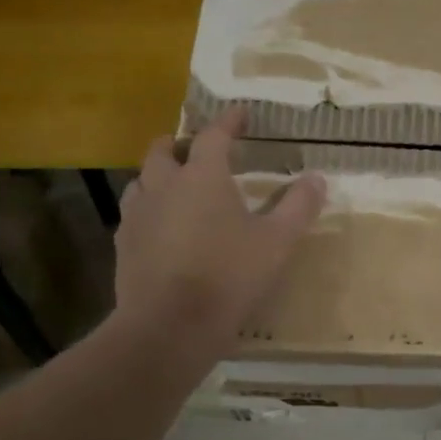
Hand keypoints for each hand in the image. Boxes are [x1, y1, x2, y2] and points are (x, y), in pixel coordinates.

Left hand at [114, 108, 325, 359]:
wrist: (169, 325)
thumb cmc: (229, 277)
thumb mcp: (277, 242)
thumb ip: (298, 206)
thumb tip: (317, 178)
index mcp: (202, 177)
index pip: (213, 135)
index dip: (229, 121)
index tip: (240, 113)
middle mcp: (163, 185)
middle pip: (163, 150)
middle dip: (180, 144)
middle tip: (198, 151)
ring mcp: (137, 215)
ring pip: (142, 181)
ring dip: (159, 176)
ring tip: (176, 188)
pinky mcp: (123, 245)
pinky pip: (134, 215)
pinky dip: (149, 211)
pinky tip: (161, 229)